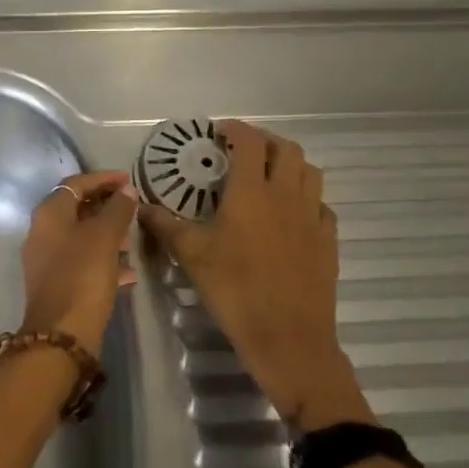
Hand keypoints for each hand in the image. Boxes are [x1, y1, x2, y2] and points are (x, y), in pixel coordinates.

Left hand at [19, 172, 136, 356]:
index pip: (76, 183)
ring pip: (81, 236)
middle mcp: (42, 231)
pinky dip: (103, 260)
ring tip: (134, 239)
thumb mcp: (104, 238)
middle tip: (133, 208)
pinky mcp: (57, 283)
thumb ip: (117, 210)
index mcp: (49, 213)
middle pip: (77, 208)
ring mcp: (47, 258)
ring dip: (107, 234)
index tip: (130, 180)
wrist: (60, 335)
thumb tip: (126, 190)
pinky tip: (128, 272)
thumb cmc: (82, 276)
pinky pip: (82, 261)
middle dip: (106, 206)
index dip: (103, 178)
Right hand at [137, 120, 363, 427]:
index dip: (235, 129)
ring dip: (289, 164)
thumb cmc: (235, 290)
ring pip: (310, 172)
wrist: (288, 339)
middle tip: (242, 151)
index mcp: (252, 192)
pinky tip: (290, 213)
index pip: (250, 142)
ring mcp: (312, 217)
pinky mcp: (328, 241)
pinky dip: (306, 197)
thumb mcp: (191, 256)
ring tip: (268, 175)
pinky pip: (321, 205)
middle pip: (287, 149)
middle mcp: (286, 195)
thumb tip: (140, 206)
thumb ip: (165, 225)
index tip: (218, 132)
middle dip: (265, 141)